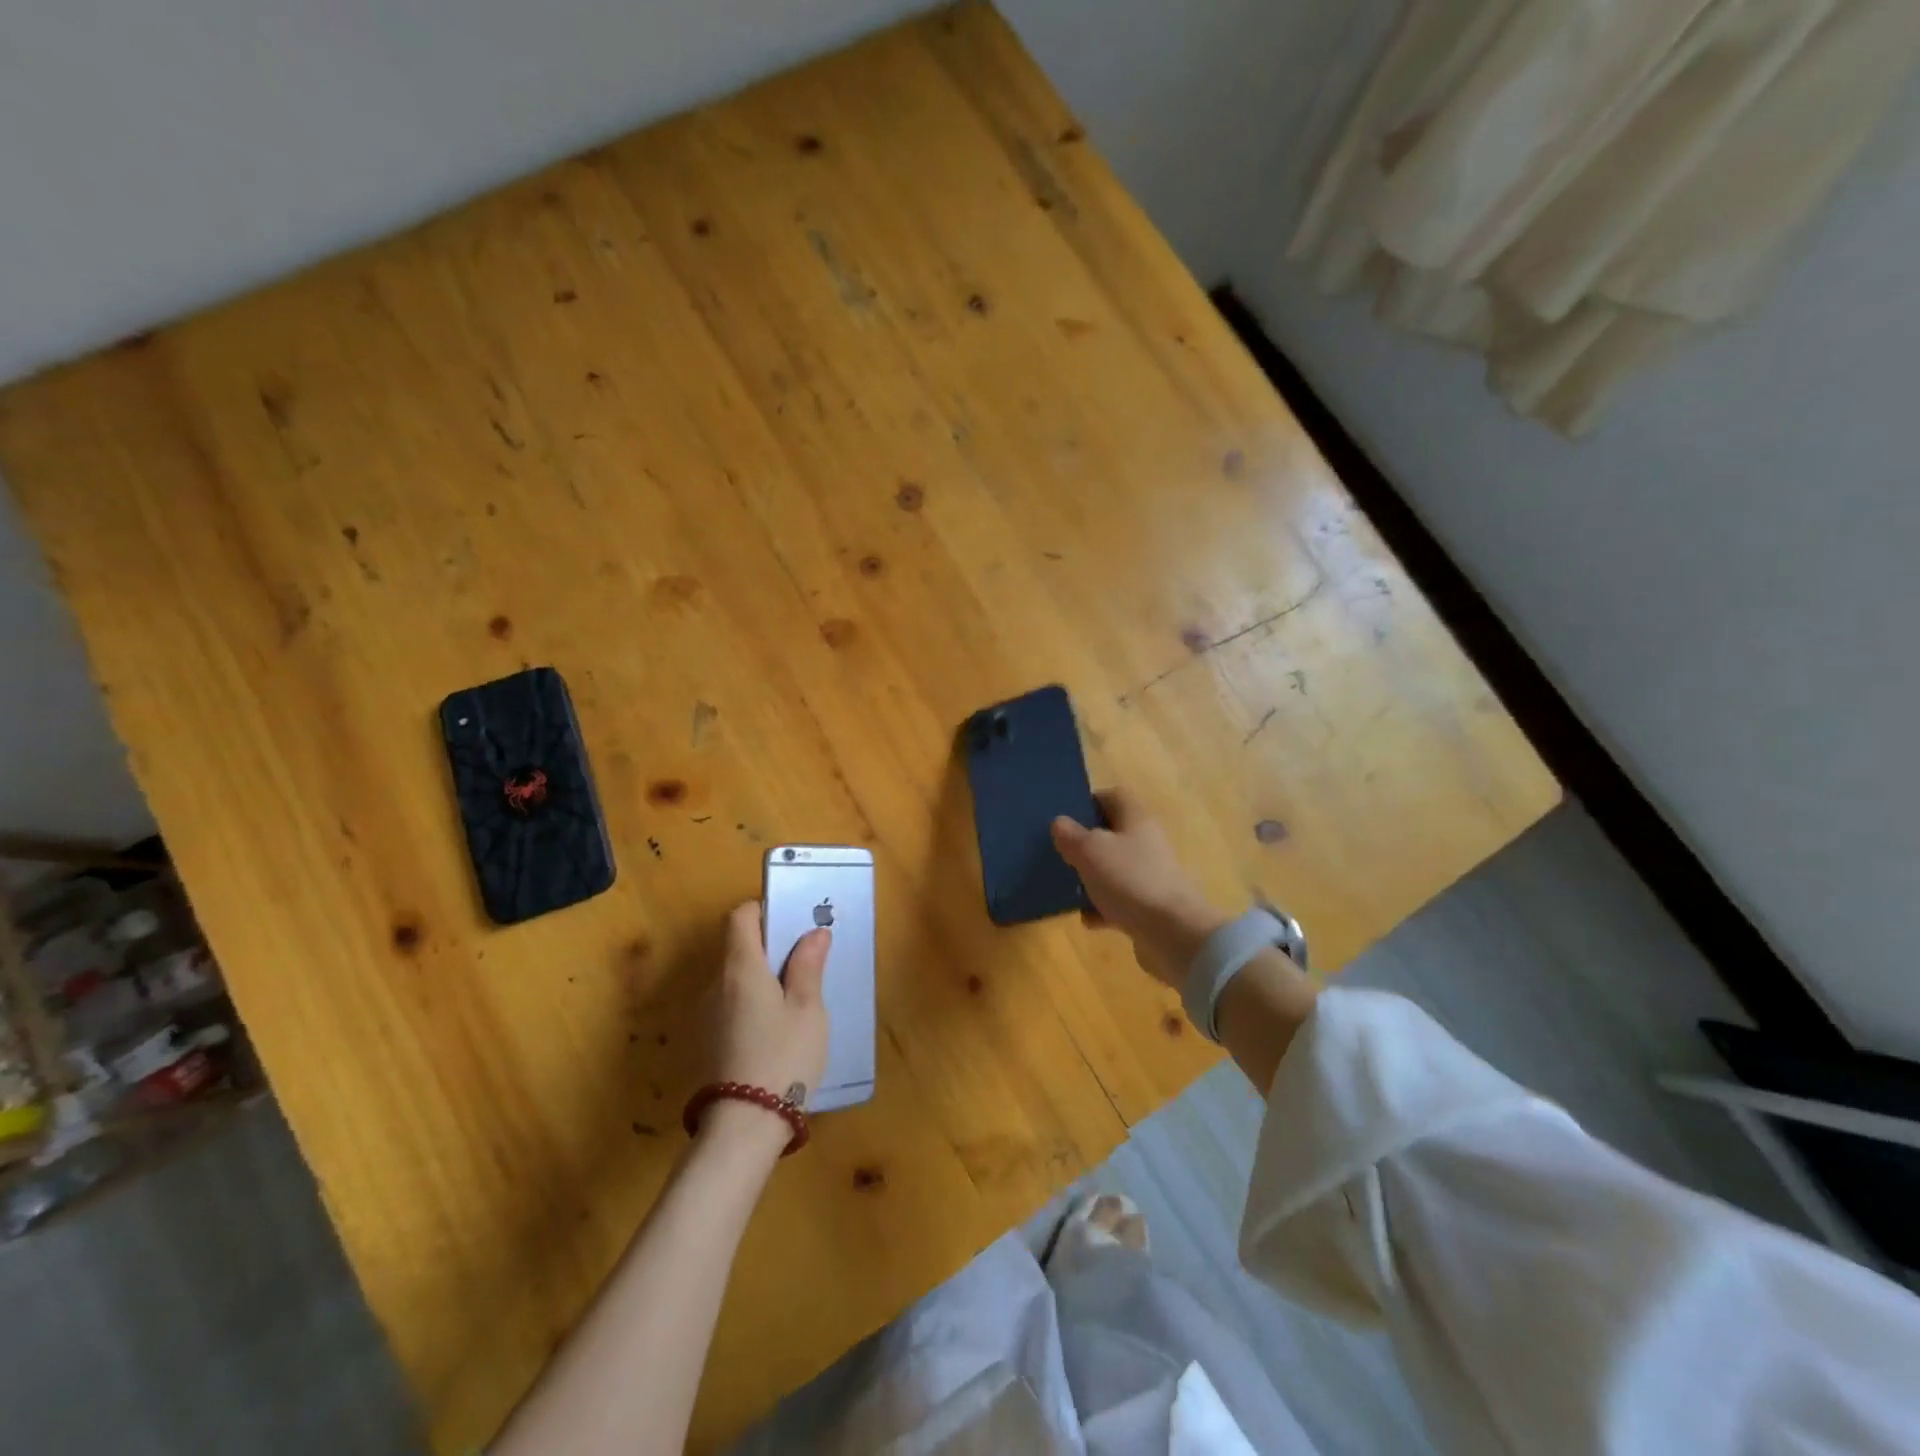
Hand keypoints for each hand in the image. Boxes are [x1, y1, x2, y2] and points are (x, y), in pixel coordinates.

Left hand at [704, 903, 830, 1140]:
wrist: (743, 1127)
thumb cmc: (783, 1058)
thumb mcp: (807, 1009)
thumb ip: (808, 966)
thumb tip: (814, 933)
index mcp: (740, 968)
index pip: (740, 917)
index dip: (764, 911)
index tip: (792, 923)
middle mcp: (716, 984)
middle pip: (738, 947)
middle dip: (770, 946)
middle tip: (807, 961)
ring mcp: (707, 1014)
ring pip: (736, 978)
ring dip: (763, 977)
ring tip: (797, 998)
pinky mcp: (708, 1040)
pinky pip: (732, 1004)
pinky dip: (753, 1002)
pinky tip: (778, 1029)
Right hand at [1051, 789, 1227, 988]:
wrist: (1173, 933)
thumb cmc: (1129, 879)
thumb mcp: (1089, 851)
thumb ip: (1070, 835)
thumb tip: (1060, 822)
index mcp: (1136, 818)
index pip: (1113, 795)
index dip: (1088, 801)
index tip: (1065, 818)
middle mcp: (1147, 841)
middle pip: (1113, 833)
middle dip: (1086, 844)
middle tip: (1061, 853)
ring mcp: (1151, 874)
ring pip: (1115, 868)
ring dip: (1092, 877)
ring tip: (1068, 887)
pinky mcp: (1151, 905)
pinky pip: (1121, 899)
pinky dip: (1103, 908)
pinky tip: (1088, 919)